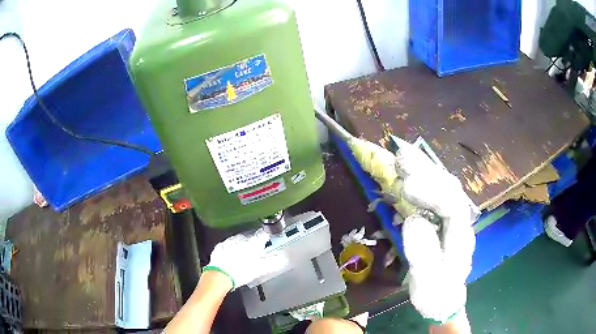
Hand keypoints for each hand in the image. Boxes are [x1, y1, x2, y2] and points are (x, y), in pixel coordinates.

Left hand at [203, 228, 286, 289]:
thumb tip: (284, 258)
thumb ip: (274, 262)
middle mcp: (240, 238)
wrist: (220, 275)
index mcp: (253, 242)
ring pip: (239, 240)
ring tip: (245, 255)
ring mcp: (229, 241)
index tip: (269, 240)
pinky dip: (232, 249)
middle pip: (251, 236)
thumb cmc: (242, 271)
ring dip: (243, 244)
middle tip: (257, 251)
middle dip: (254, 242)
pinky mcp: (220, 246)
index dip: (267, 236)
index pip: (263, 234)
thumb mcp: (261, 269)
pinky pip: (229, 245)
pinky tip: (232, 257)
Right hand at [396, 145, 475, 323]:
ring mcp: (454, 217)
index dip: (432, 193)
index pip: (453, 207)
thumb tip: (413, 220)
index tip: (407, 186)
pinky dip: (423, 177)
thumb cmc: (436, 292)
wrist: (444, 297)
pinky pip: (436, 191)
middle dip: (427, 172)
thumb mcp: (427, 282)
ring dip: (424, 169)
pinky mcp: (444, 217)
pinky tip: (409, 169)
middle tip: (401, 158)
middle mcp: (461, 221)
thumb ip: (423, 254)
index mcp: (461, 238)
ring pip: (444, 186)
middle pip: (450, 189)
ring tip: (402, 155)